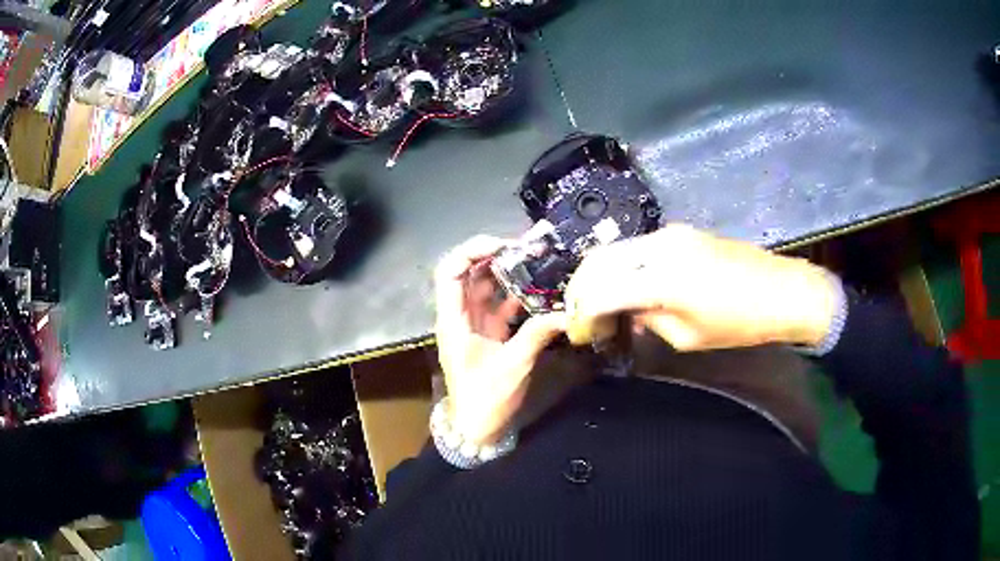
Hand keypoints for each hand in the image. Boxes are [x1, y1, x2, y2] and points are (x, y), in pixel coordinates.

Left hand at [435, 236, 566, 445]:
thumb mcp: (514, 365)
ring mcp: (472, 325)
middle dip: (493, 257)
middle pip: (467, 274)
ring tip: (534, 263)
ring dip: (505, 275)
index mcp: (453, 320)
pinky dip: (513, 296)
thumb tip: (567, 313)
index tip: (504, 245)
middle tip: (525, 249)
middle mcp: (458, 316)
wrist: (476, 428)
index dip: (472, 251)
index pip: (451, 271)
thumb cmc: (485, 398)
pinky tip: (536, 290)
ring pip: (483, 288)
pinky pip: (497, 307)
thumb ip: (538, 334)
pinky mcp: (485, 335)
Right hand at [564, 224, 837, 350]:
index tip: (578, 333)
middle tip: (579, 315)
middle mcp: (659, 246)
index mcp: (662, 279)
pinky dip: (623, 267)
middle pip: (599, 260)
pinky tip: (627, 287)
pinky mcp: (681, 232)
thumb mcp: (688, 336)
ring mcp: (670, 234)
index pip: (601, 290)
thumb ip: (648, 319)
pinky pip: (638, 247)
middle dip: (581, 288)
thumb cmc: (739, 324)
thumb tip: (627, 310)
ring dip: (600, 275)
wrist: (782, 291)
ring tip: (600, 304)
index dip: (581, 314)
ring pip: (616, 250)